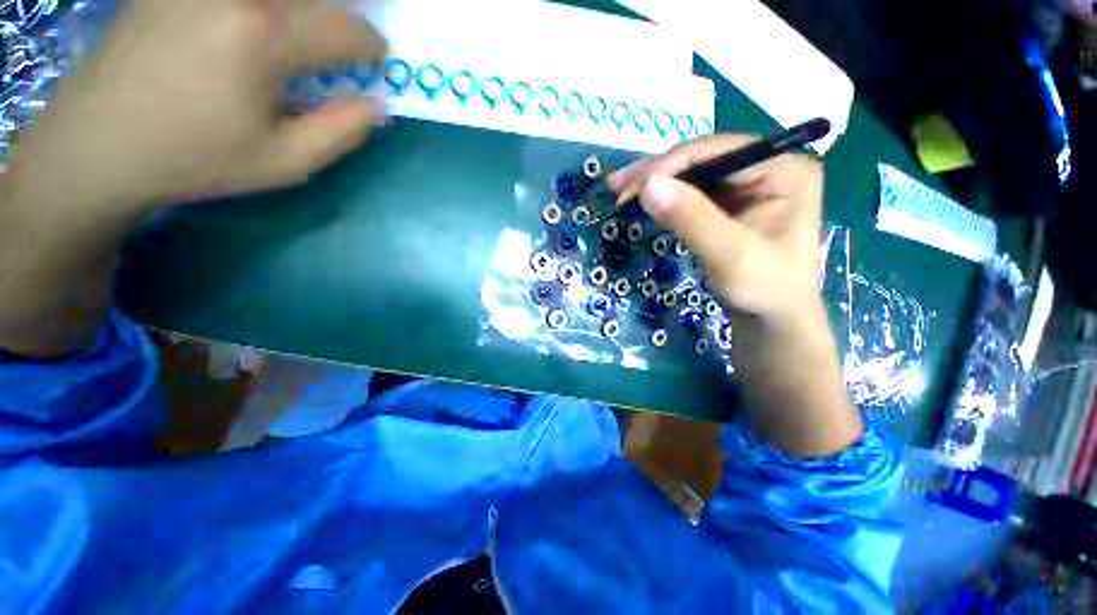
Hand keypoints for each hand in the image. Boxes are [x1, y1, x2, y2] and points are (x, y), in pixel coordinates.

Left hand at [10, 0, 387, 211]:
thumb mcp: (285, 162)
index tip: (376, 57)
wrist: (101, 143)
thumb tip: (376, 105)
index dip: (370, 44)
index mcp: (264, 37)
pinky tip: (253, 21)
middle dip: (340, 12)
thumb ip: (341, 132)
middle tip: (344, 35)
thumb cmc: (197, 157)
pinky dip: (261, 6)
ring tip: (304, 26)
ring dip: (301, 6)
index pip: (343, 27)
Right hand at [611, 136, 861, 455]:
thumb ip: (692, 219)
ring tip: (621, 192)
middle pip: (702, 159)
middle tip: (616, 186)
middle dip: (657, 173)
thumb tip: (648, 185)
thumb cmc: (764, 291)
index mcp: (784, 168)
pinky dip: (665, 198)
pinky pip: (692, 193)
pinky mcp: (730, 204)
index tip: (629, 188)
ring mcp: (748, 184)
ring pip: (693, 175)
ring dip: (655, 183)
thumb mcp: (730, 256)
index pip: (717, 152)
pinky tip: (643, 202)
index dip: (669, 166)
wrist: (771, 321)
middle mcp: (768, 166)